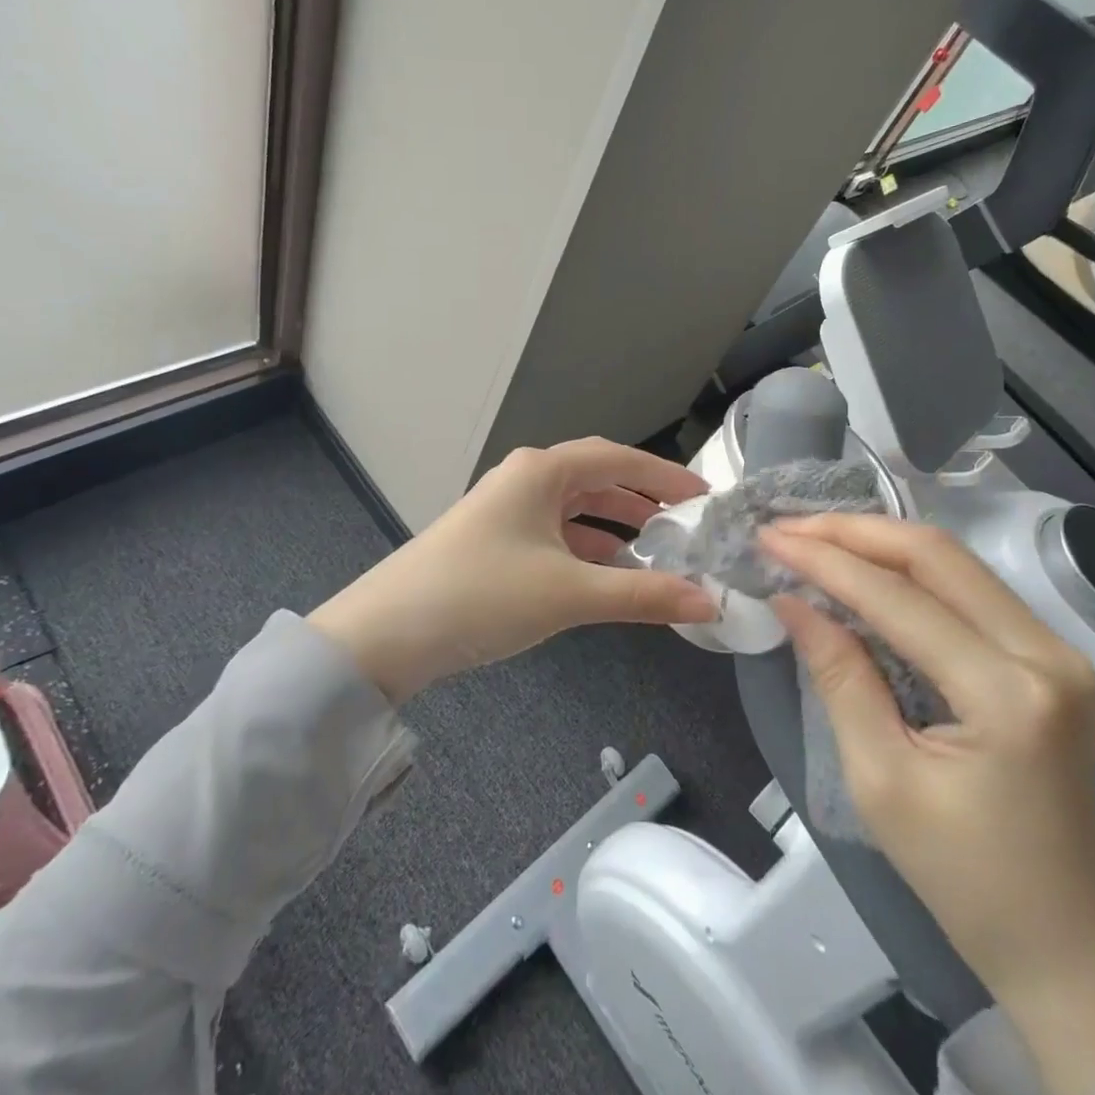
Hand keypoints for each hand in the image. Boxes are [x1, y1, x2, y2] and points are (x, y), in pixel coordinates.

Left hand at [308, 438, 715, 702]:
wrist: (385, 635)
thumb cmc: (483, 595)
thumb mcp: (569, 594)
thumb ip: (643, 595)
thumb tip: (709, 603)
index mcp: (542, 472)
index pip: (619, 459)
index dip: (665, 475)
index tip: (705, 495)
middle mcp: (524, 479)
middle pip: (596, 479)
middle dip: (642, 500)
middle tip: (685, 524)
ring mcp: (504, 509)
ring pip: (574, 508)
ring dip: (613, 526)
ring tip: (654, 550)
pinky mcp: (492, 540)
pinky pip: (553, 533)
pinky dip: (584, 548)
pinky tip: (604, 573)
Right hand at [762, 515, 1094, 1094]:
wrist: (1066, 944)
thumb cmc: (964, 878)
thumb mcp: (880, 781)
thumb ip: (839, 676)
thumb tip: (792, 600)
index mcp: (1008, 695)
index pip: (899, 598)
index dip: (826, 561)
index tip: (769, 537)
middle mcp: (1046, 654)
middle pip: (937, 554)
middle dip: (853, 531)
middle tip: (789, 527)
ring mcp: (1057, 651)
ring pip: (955, 561)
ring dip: (880, 542)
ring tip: (815, 538)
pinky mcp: (1050, 657)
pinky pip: (970, 588)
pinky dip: (910, 569)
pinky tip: (866, 567)